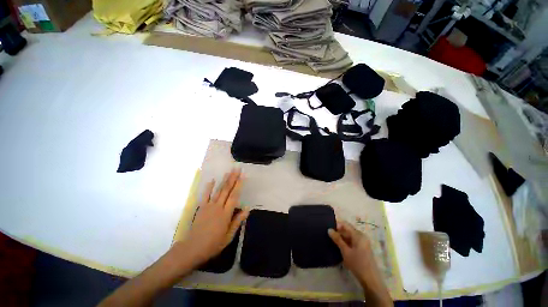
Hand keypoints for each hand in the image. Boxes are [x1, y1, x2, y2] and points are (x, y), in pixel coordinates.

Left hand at [180, 169, 248, 267]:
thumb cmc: (213, 244)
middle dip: (233, 178)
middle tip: (237, 169)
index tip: (243, 176)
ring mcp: (208, 206)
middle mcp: (218, 207)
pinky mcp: (201, 208)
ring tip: (229, 172)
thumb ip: (238, 221)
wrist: (192, 248)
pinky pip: (205, 195)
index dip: (239, 185)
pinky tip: (212, 180)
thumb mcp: (229, 236)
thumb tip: (247, 209)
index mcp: (226, 214)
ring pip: (218, 190)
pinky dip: (208, 187)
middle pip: (226, 190)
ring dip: (224, 180)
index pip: (234, 196)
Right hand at [329, 220, 392, 305]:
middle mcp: (361, 236)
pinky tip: (339, 246)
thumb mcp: (345, 251)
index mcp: (358, 235)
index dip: (336, 224)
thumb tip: (329, 229)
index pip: (345, 224)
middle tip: (328, 235)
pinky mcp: (362, 248)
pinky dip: (345, 242)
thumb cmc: (357, 264)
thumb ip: (337, 239)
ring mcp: (363, 242)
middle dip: (338, 231)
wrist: (370, 280)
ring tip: (332, 240)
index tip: (328, 227)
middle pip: (347, 229)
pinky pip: (352, 241)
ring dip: (341, 237)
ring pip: (349, 236)